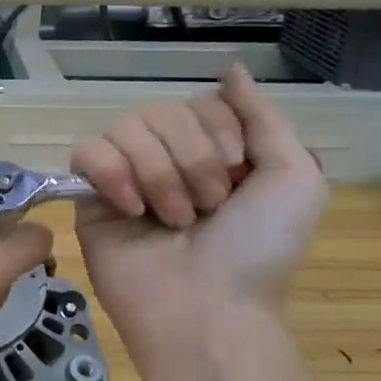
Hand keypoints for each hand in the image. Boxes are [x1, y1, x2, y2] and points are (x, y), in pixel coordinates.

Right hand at [70, 65, 326, 357]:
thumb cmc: (257, 251)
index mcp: (213, 152)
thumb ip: (263, 117)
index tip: (236, 175)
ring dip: (158, 172)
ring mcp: (125, 177)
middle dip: (193, 157)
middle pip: (163, 109)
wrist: (207, 311)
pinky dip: (112, 173)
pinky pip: (87, 151)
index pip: (200, 101)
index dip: (219, 130)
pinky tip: (130, 208)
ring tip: (171, 219)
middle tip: (207, 207)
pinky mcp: (90, 198)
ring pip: (126, 126)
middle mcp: (168, 159)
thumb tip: (231, 69)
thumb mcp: (294, 178)